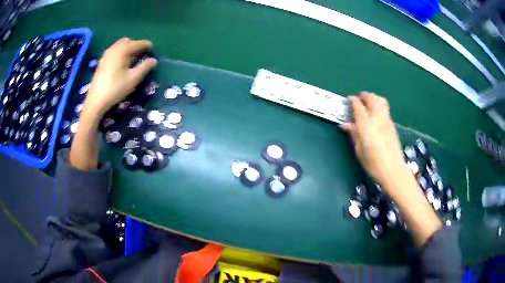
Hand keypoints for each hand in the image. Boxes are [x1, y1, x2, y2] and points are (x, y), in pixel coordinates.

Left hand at [82, 37, 156, 118]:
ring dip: (126, 48)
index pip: (136, 43)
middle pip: (126, 41)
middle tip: (141, 52)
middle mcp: (113, 50)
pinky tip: (121, 62)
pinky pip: (113, 51)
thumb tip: (153, 60)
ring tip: (132, 57)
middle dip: (135, 44)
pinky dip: (119, 52)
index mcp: (122, 51)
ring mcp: (106, 56)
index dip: (145, 44)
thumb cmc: (115, 89)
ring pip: (118, 46)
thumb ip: (144, 68)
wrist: (96, 101)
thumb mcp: (133, 79)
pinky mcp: (101, 63)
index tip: (152, 47)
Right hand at [342, 92, 406, 187]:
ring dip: (373, 98)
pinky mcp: (392, 125)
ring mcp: (387, 120)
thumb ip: (354, 134)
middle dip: (364, 96)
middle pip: (372, 99)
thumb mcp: (359, 150)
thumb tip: (346, 124)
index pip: (358, 106)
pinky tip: (375, 114)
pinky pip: (385, 109)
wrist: (393, 170)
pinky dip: (379, 105)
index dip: (353, 100)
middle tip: (358, 99)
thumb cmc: (373, 163)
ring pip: (381, 101)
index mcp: (366, 125)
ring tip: (368, 103)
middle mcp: (377, 118)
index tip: (348, 99)